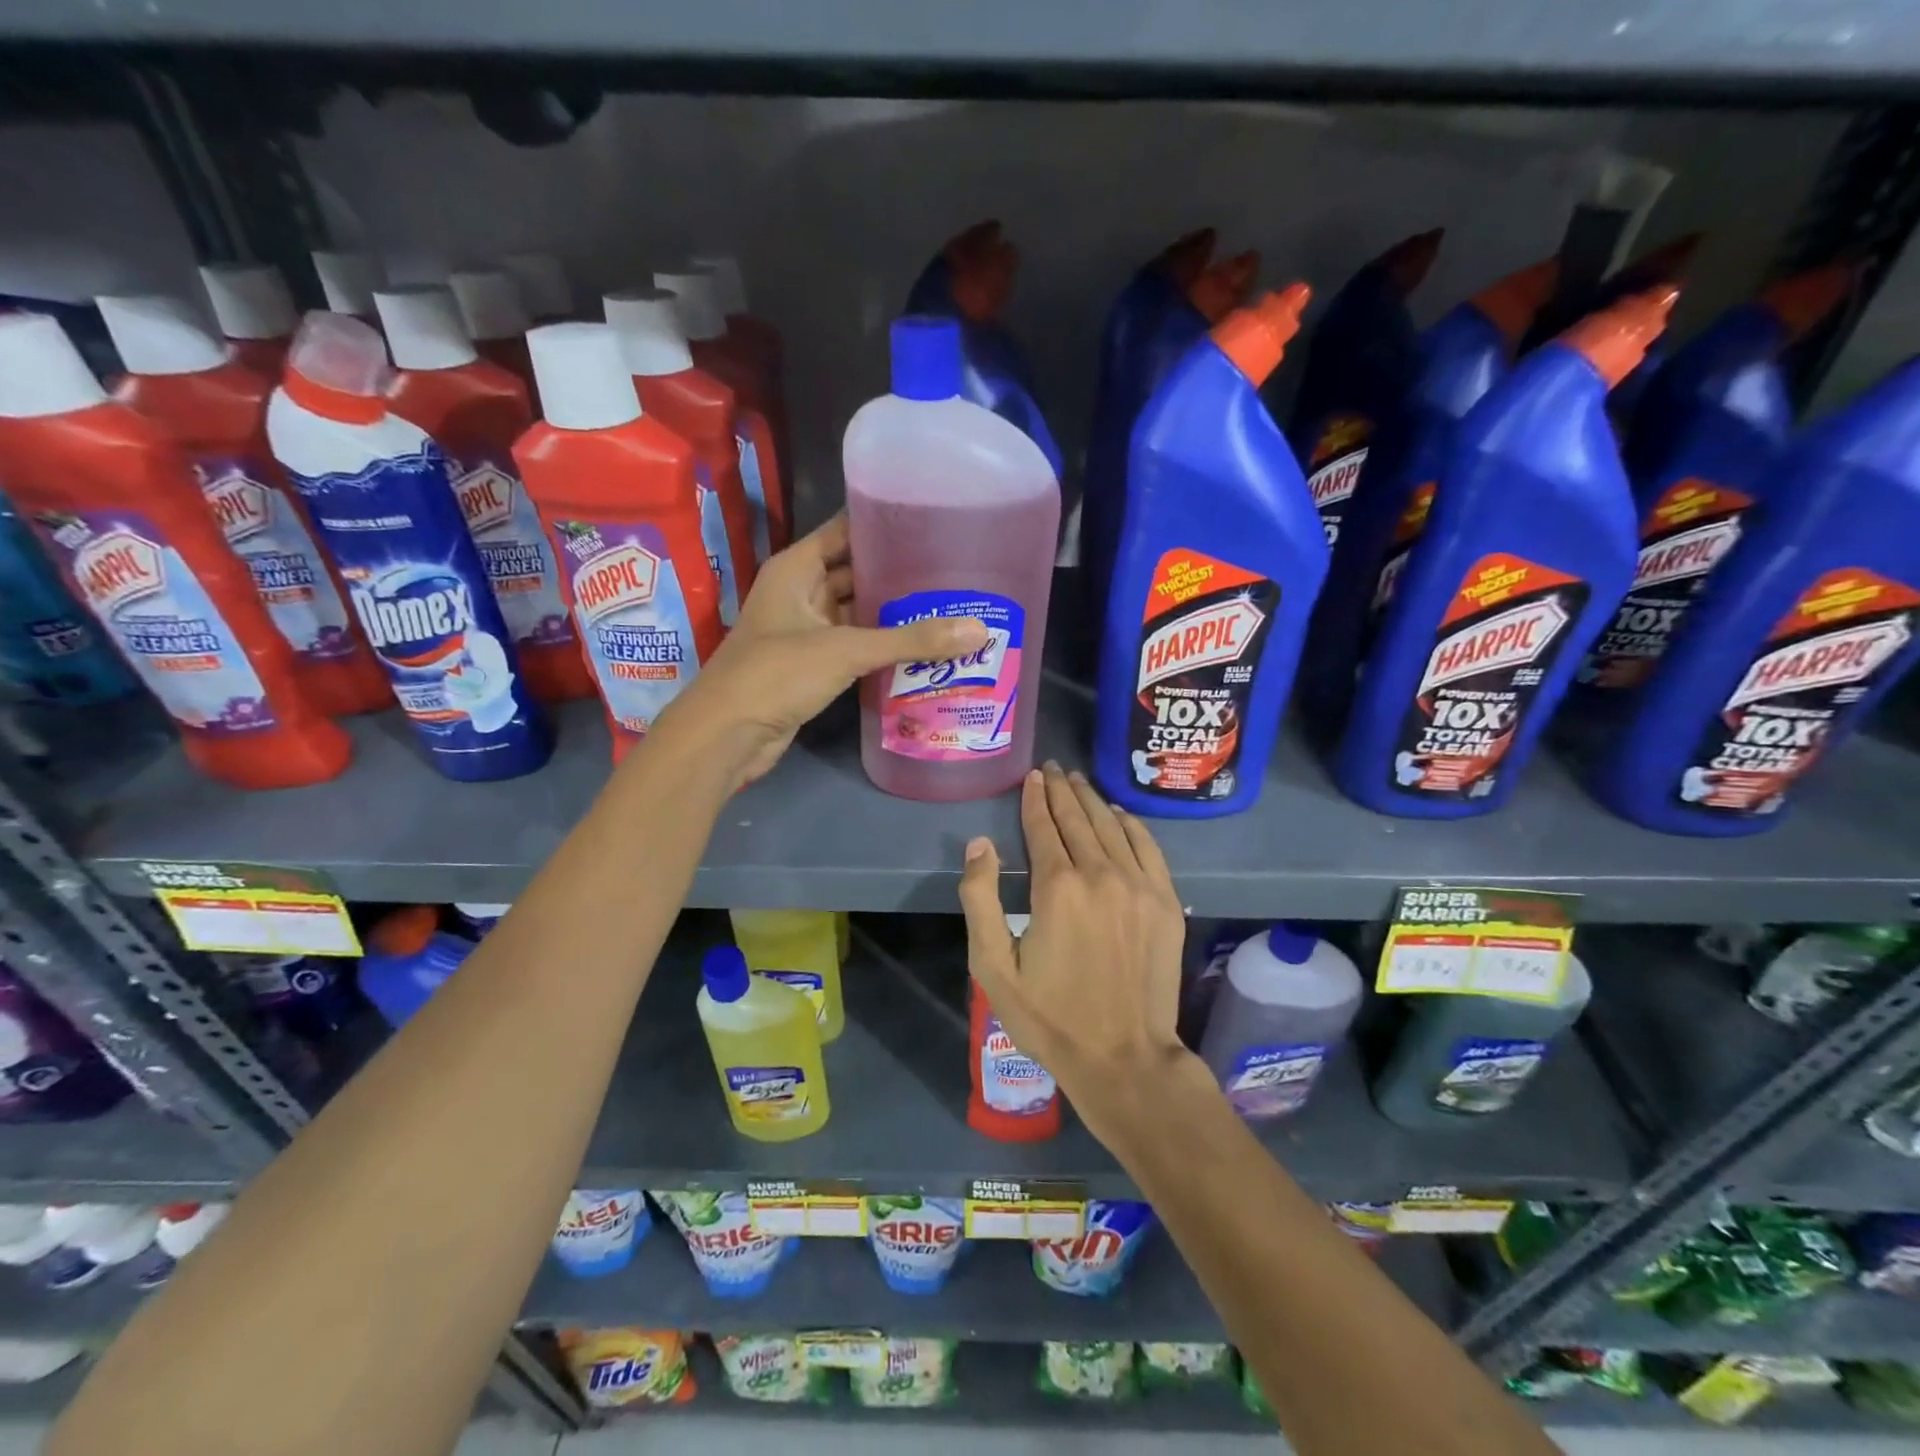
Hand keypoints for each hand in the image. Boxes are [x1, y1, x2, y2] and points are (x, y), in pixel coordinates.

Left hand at [656, 512, 987, 789]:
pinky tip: (922, 647)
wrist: (728, 735)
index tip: (931, 521)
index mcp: (797, 568)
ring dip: (893, 613)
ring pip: (857, 612)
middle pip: (855, 572)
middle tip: (952, 570)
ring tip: (948, 605)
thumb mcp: (846, 649)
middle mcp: (800, 593)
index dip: (883, 524)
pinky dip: (882, 646)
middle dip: (897, 574)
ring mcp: (805, 631)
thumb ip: (911, 640)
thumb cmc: (777, 674)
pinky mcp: (813, 666)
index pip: (845, 531)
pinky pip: (854, 646)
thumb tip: (979, 631)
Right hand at [958, 762, 1193, 1143]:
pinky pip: (1148, 848)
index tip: (1033, 776)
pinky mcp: (1166, 903)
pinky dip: (1131, 825)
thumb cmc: (1050, 1017)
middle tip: (1054, 768)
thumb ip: (980, 899)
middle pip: (1079, 819)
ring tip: (1079, 782)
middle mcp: (1101, 875)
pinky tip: (1119, 814)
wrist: (1124, 1059)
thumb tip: (980, 843)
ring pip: (1113, 827)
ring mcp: (1140, 886)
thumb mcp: (993, 968)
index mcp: (1057, 888)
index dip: (1036, 799)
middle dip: (1063, 790)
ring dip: (1094, 800)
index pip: (1044, 827)